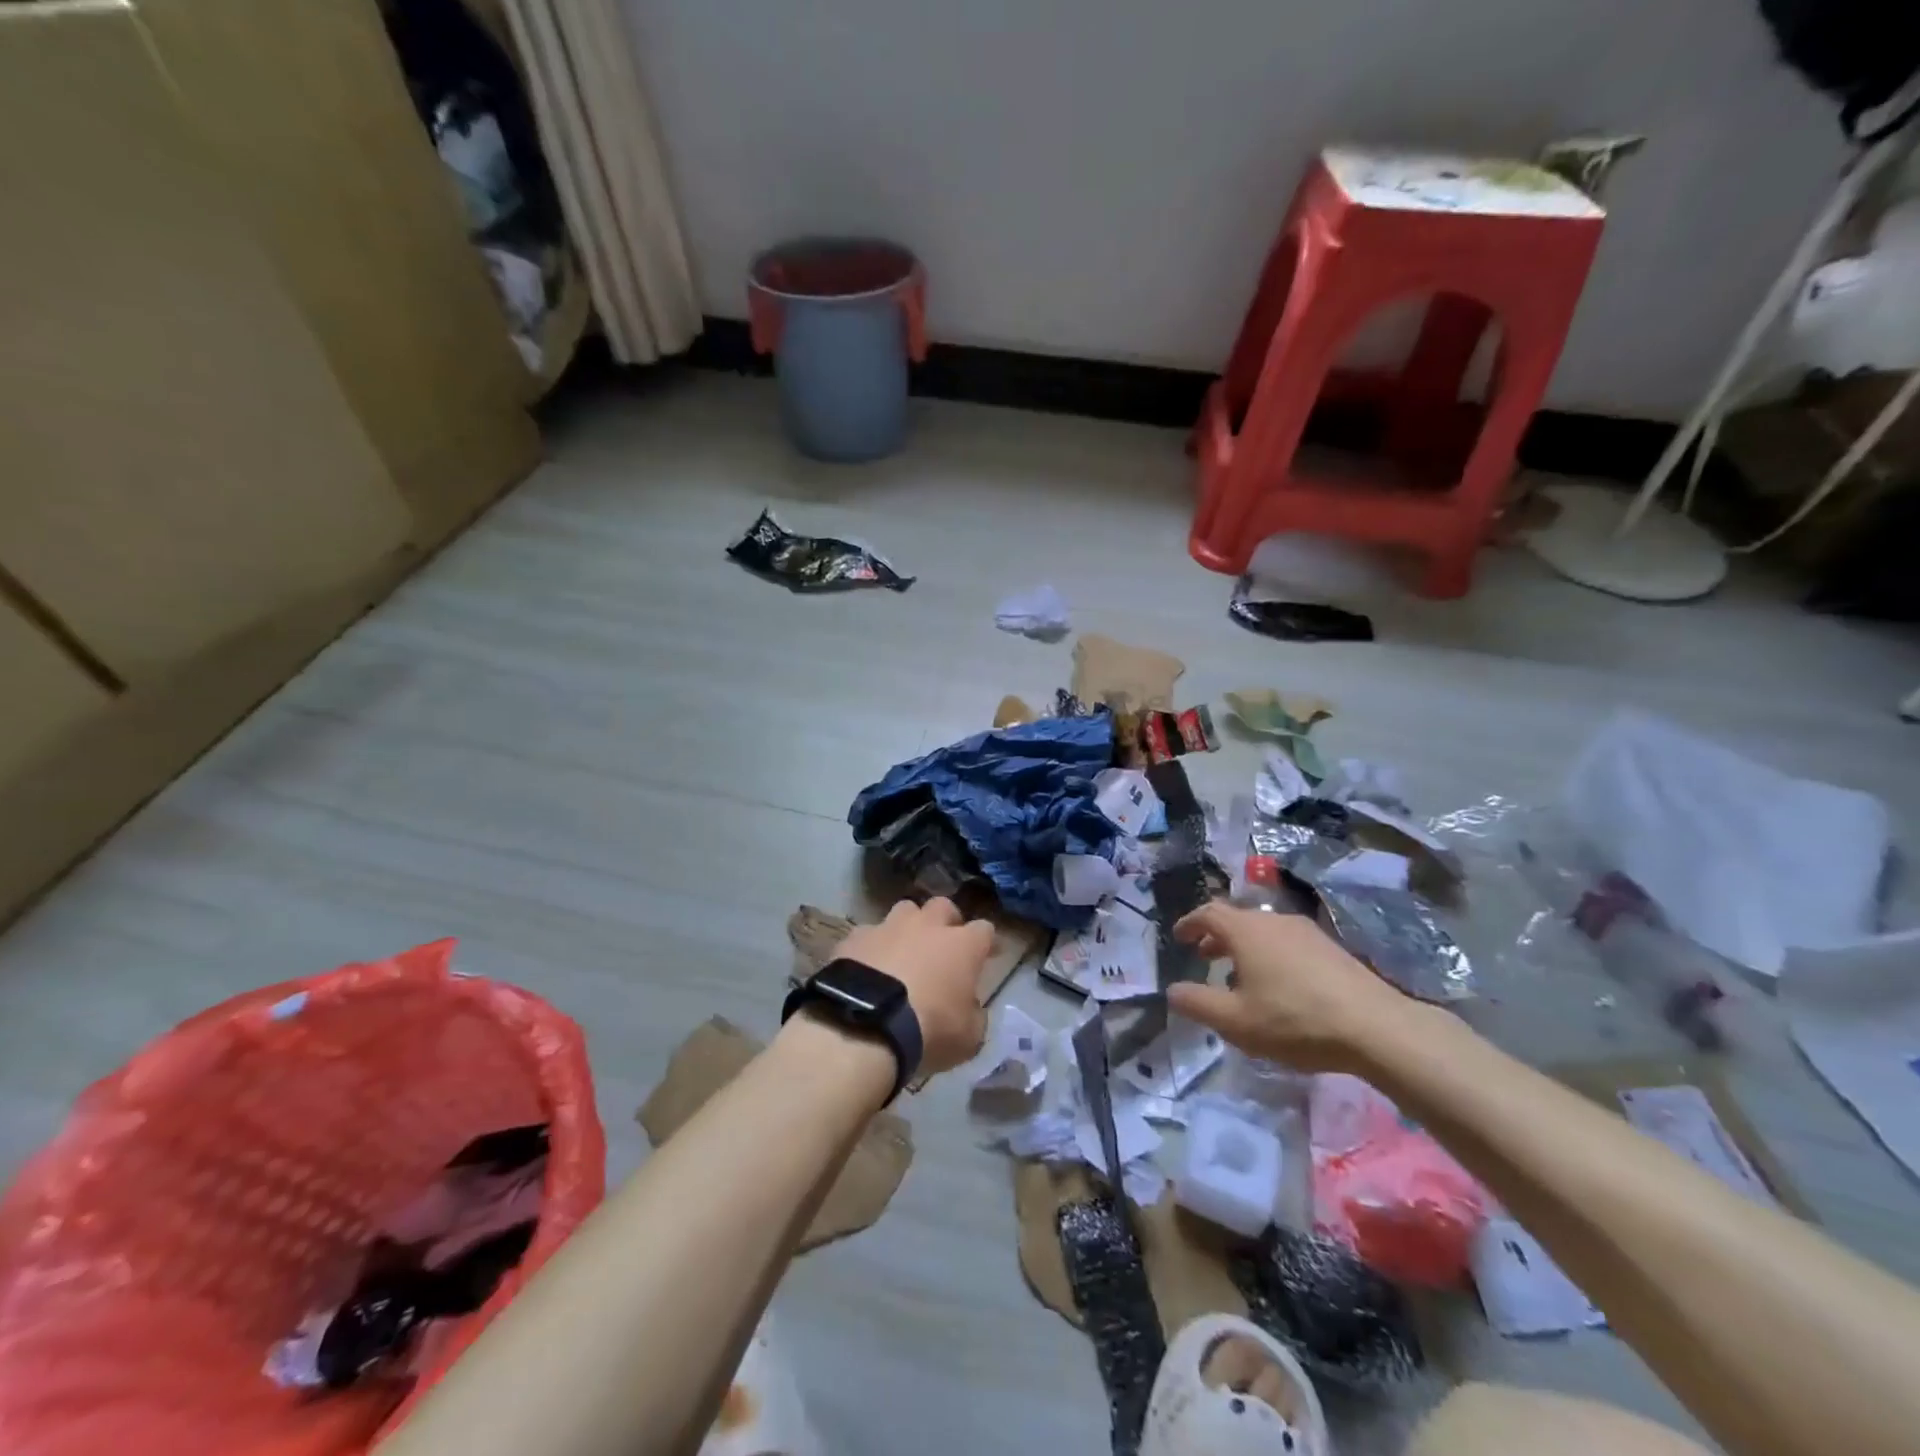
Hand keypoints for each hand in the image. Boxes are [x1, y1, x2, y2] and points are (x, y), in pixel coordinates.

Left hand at [837, 898, 992, 1075]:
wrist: (866, 1025)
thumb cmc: (929, 1030)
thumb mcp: (969, 1037)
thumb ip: (975, 1016)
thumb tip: (971, 1007)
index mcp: (962, 946)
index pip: (984, 930)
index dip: (986, 942)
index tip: (987, 955)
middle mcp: (928, 926)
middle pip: (943, 907)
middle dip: (946, 921)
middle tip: (943, 946)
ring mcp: (889, 927)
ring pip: (905, 910)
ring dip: (908, 927)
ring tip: (903, 950)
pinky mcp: (856, 937)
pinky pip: (869, 934)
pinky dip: (873, 947)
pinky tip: (868, 966)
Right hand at [1165, 903, 1412, 1071]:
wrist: (1376, 1027)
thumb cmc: (1295, 1020)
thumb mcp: (1236, 1022)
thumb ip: (1198, 1004)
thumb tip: (1173, 990)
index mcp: (1246, 931)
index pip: (1208, 913)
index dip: (1190, 923)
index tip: (1179, 937)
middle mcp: (1274, 920)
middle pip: (1237, 919)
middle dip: (1216, 936)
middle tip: (1204, 956)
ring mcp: (1306, 932)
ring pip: (1264, 931)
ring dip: (1244, 947)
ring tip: (1239, 975)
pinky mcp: (1331, 948)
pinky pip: (1287, 942)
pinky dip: (1270, 954)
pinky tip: (1278, 985)